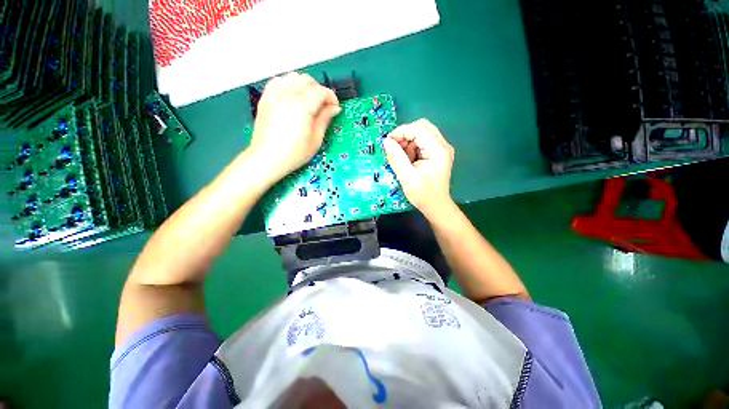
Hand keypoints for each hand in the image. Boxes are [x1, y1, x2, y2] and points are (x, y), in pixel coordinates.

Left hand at [248, 72, 340, 181]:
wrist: (267, 158)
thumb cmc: (294, 154)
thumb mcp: (315, 139)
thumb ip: (325, 119)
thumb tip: (334, 108)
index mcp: (302, 107)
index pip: (320, 91)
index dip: (331, 97)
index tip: (335, 107)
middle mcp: (287, 95)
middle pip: (307, 80)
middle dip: (319, 90)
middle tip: (324, 105)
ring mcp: (274, 95)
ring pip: (293, 77)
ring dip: (305, 85)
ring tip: (309, 99)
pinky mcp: (266, 98)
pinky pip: (279, 81)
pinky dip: (289, 84)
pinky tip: (293, 95)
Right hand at [382, 119, 454, 217]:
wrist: (436, 206)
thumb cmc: (423, 195)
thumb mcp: (407, 178)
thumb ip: (397, 158)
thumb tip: (386, 142)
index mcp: (438, 150)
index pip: (419, 129)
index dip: (401, 132)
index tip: (387, 141)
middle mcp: (442, 146)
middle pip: (422, 127)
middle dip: (405, 135)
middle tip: (394, 148)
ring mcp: (440, 149)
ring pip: (421, 133)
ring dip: (408, 142)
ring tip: (402, 158)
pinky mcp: (437, 153)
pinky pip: (421, 142)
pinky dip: (411, 147)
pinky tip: (408, 160)